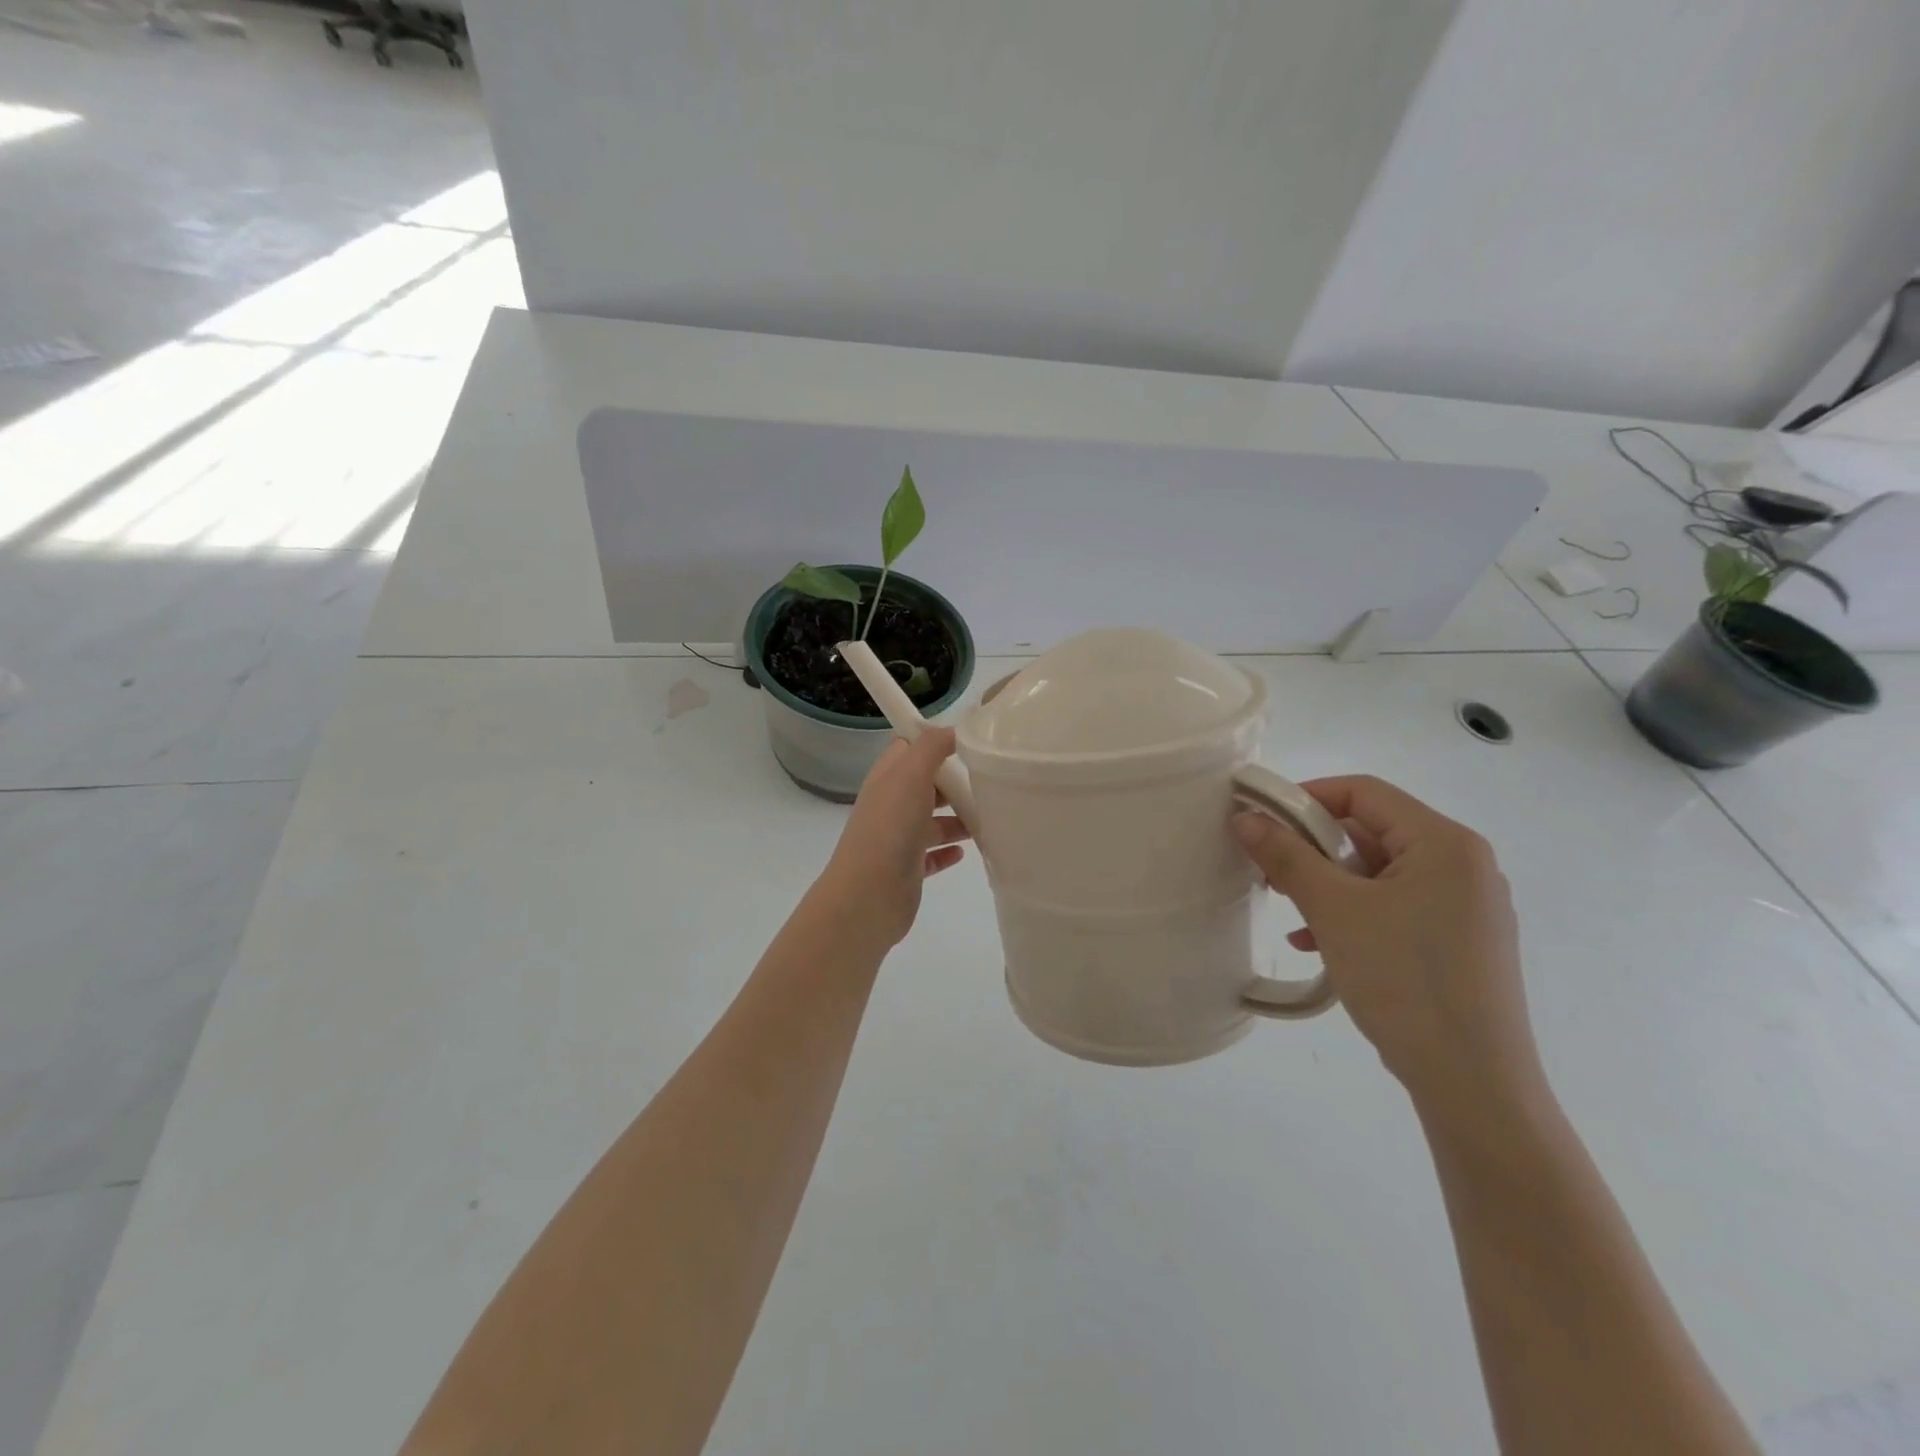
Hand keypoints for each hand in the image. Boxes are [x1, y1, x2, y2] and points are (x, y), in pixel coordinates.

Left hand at [812, 729, 969, 951]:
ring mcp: (898, 838)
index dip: (933, 742)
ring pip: (932, 821)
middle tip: (987, 781)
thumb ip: (931, 747)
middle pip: (925, 785)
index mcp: (887, 778)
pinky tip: (966, 851)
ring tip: (989, 818)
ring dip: (958, 818)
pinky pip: (931, 855)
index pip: (908, 749)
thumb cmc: (891, 827)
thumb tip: (952, 729)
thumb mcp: (911, 774)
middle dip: (953, 782)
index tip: (967, 742)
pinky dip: (948, 850)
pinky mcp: (908, 869)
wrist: (869, 894)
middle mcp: (891, 805)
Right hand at [1233, 776, 1547, 1131]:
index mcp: (1445, 843)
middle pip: (1371, 831)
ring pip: (1379, 873)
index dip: (1306, 797)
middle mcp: (1464, 865)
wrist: (1473, 1084)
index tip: (1261, 821)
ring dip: (1327, 885)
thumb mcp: (1334, 911)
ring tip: (1289, 911)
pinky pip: (1395, 907)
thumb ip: (1287, 856)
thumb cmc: (1403, 979)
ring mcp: (1466, 906)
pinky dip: (1353, 914)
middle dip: (1313, 848)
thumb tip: (1246, 818)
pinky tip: (1316, 944)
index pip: (1364, 792)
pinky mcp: (1460, 942)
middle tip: (1269, 870)